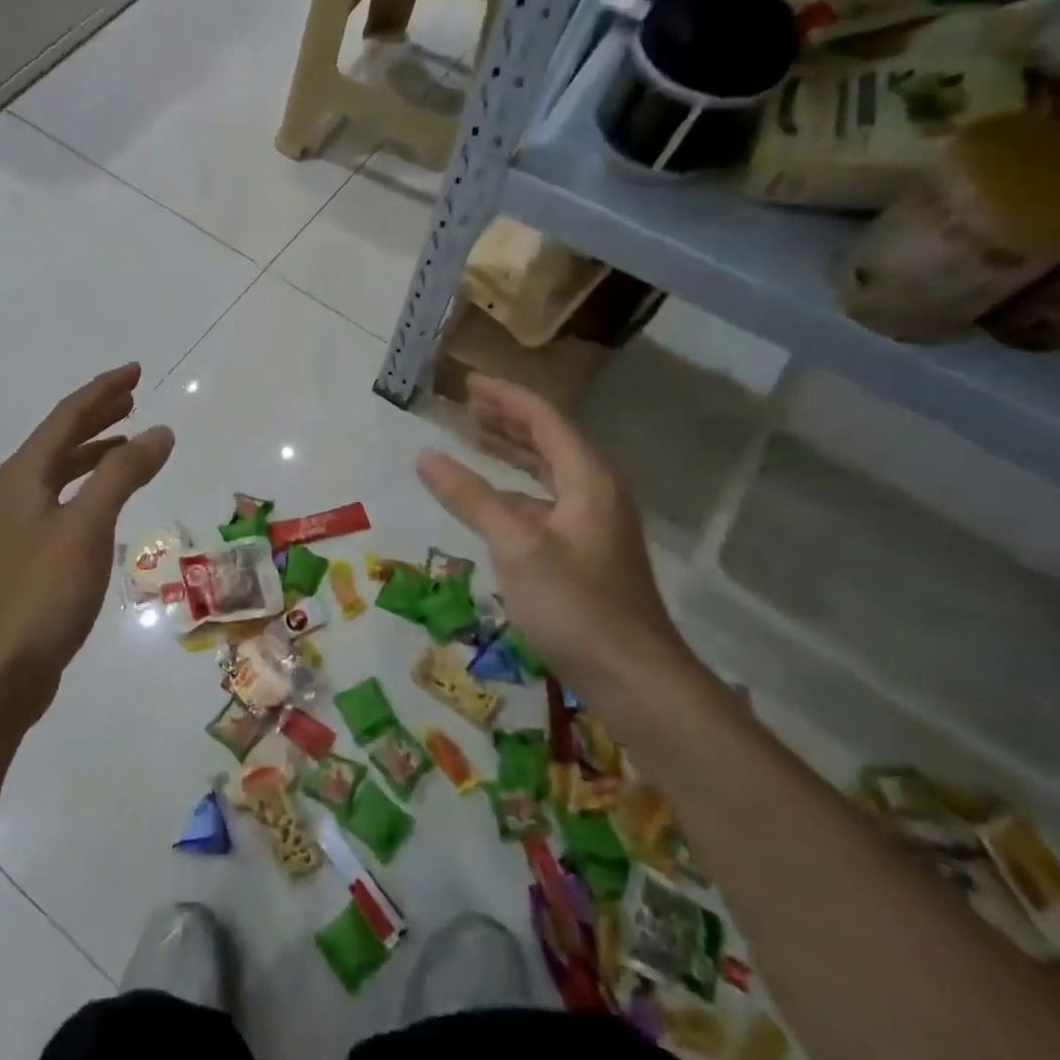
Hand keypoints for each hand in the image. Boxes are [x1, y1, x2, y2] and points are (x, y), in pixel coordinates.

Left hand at [0, 363, 173, 725]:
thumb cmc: (42, 593)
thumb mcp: (87, 526)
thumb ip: (123, 474)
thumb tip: (159, 431)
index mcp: (23, 476)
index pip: (67, 417)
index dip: (103, 391)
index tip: (136, 371)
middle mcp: (15, 493)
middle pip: (61, 440)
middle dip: (98, 415)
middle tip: (133, 397)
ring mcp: (17, 527)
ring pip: (62, 473)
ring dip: (94, 452)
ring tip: (128, 442)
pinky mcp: (27, 558)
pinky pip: (64, 503)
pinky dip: (90, 488)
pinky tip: (108, 502)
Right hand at [415, 374, 684, 698]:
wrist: (634, 677)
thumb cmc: (576, 605)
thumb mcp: (516, 546)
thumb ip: (471, 497)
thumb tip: (425, 456)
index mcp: (588, 478)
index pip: (545, 418)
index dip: (506, 397)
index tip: (468, 382)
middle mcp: (595, 491)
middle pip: (550, 439)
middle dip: (509, 419)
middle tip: (467, 404)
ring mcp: (593, 522)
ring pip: (548, 471)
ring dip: (513, 451)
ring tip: (476, 436)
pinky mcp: (585, 551)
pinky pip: (545, 500)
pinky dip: (516, 489)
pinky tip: (493, 498)